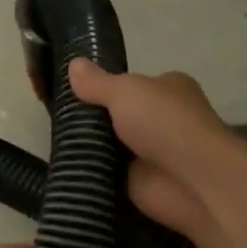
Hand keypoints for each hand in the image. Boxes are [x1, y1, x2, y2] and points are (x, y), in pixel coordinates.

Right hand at [67, 59, 246, 246]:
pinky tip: (67, 167)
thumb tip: (72, 64)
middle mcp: (163, 119)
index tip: (71, 91)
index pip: (130, 85)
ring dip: (90, 147)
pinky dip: (93, 173)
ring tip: (54, 141)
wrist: (192, 181)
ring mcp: (152, 153)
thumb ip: (97, 82)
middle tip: (57, 118)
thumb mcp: (125, 91)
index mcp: (168, 89)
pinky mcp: (142, 183)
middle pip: (118, 116)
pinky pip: (109, 174)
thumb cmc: (165, 123)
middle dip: (93, 120)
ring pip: (111, 146)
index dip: (103, 87)